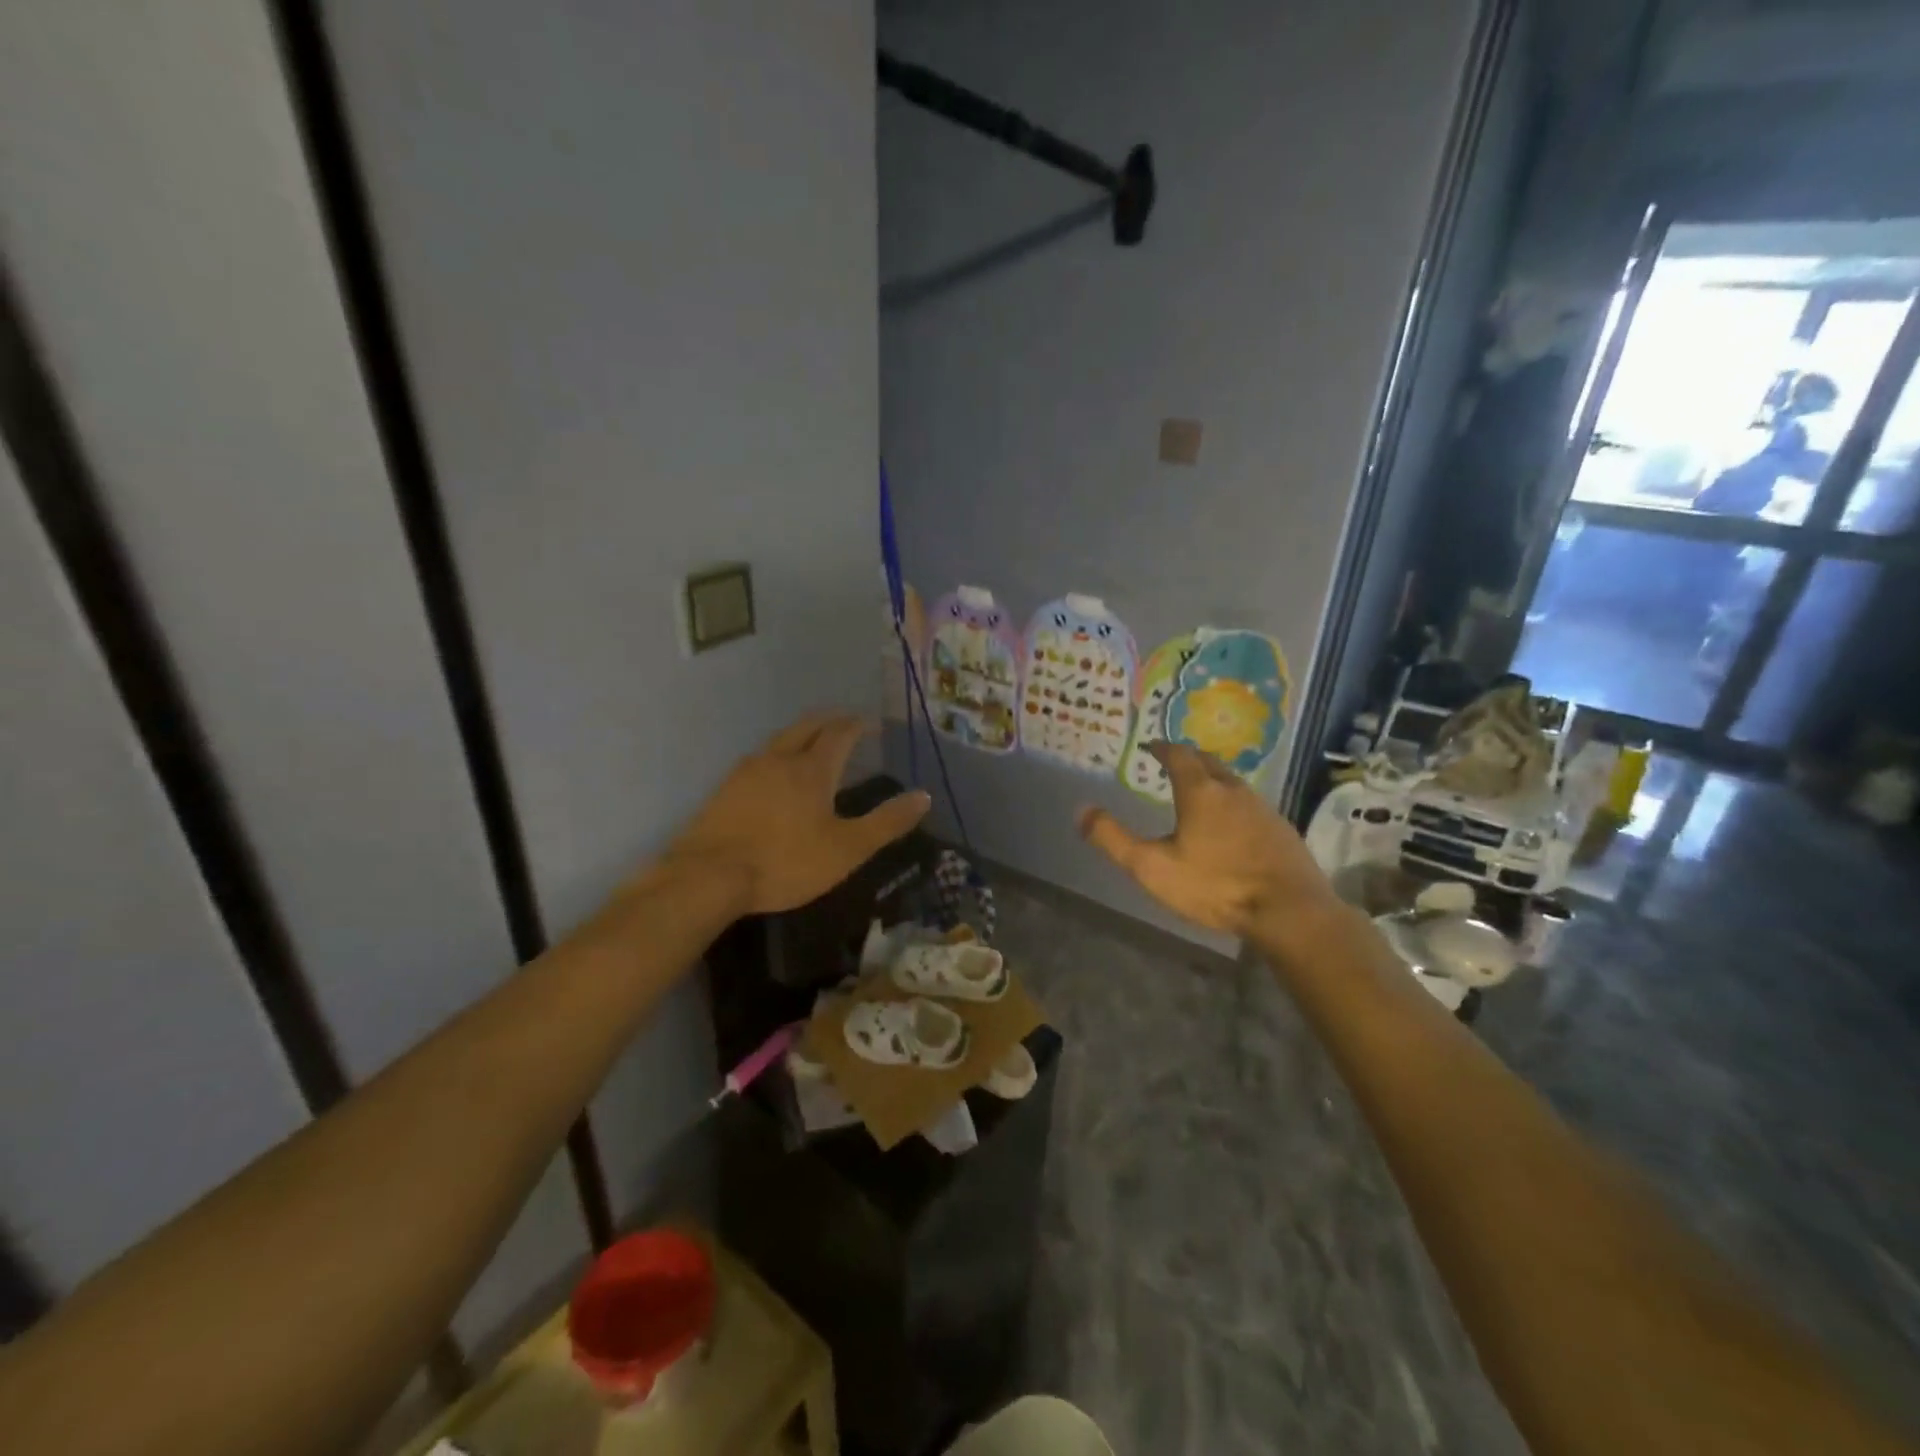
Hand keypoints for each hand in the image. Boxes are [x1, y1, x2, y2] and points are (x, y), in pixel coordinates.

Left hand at [665, 712, 931, 914]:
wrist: (708, 876)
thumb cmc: (785, 862)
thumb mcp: (847, 849)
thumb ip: (886, 822)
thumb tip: (924, 796)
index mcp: (812, 768)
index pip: (840, 733)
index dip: (859, 725)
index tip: (872, 724)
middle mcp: (779, 758)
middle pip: (807, 726)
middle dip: (830, 720)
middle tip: (846, 723)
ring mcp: (746, 771)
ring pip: (780, 739)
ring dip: (802, 734)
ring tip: (814, 744)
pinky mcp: (725, 789)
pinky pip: (759, 759)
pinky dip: (779, 754)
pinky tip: (775, 775)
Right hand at [1078, 743, 1338, 939]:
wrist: (1289, 911)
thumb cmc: (1215, 886)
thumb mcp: (1152, 867)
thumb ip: (1114, 839)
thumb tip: (1081, 810)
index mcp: (1200, 792)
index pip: (1178, 755)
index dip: (1162, 748)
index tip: (1150, 746)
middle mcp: (1233, 790)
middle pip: (1209, 762)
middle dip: (1188, 759)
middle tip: (1172, 763)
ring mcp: (1263, 808)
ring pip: (1232, 782)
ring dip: (1212, 779)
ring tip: (1198, 791)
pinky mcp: (1282, 829)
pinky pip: (1250, 804)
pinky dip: (1232, 803)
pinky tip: (1231, 824)